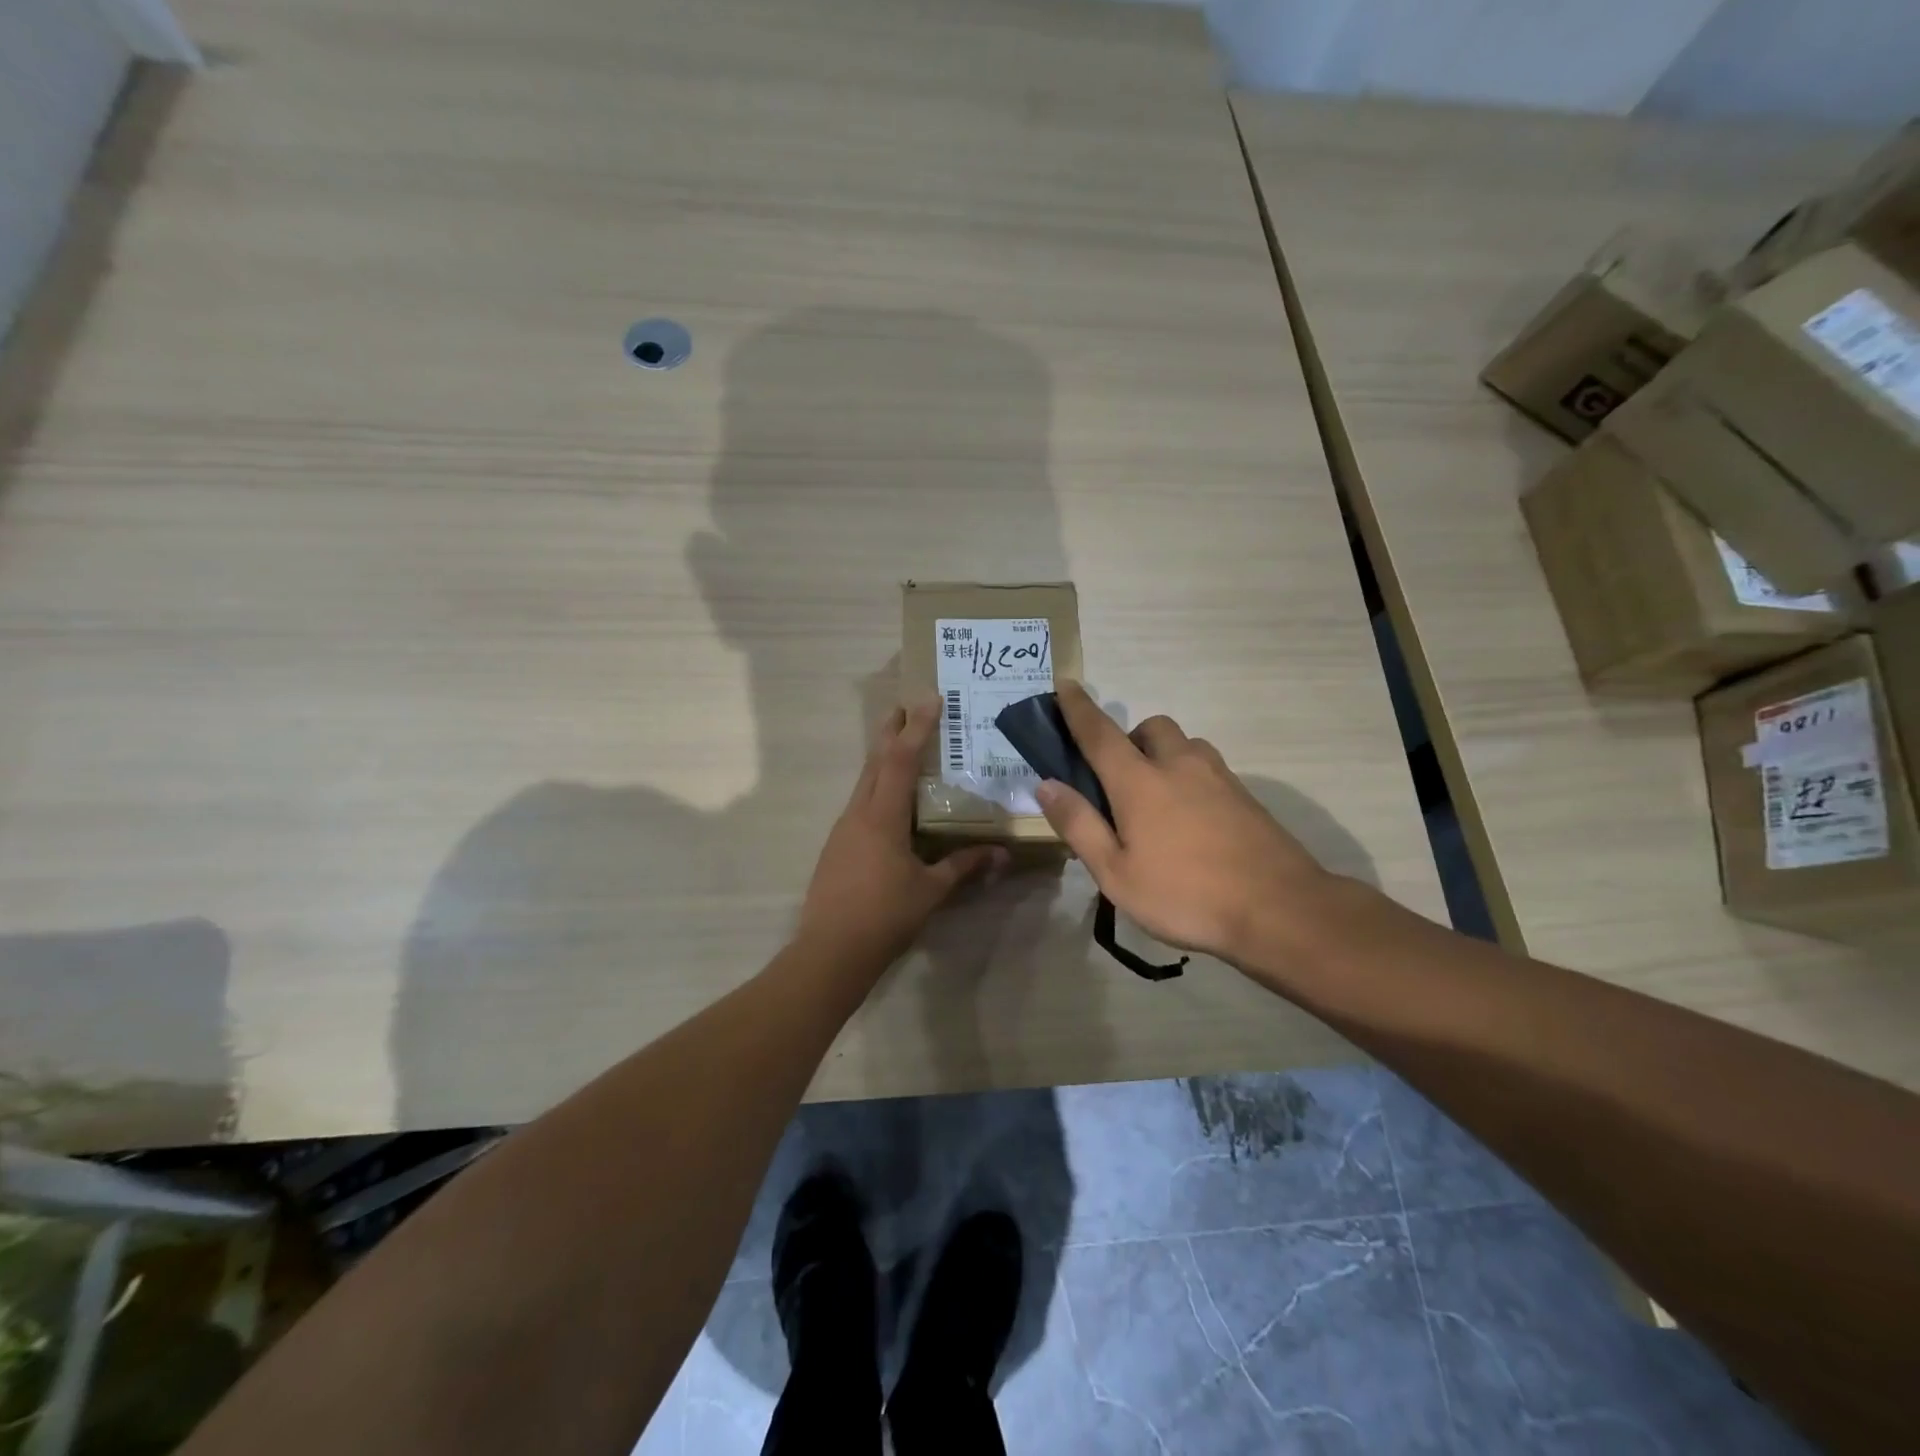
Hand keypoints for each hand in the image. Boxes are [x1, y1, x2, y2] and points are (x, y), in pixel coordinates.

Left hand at [798, 698, 1008, 969]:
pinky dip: (877, 788)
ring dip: (882, 759)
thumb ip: (963, 866)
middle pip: (875, 761)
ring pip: (864, 782)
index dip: (916, 728)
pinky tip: (889, 803)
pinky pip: (860, 804)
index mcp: (882, 816)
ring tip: (901, 747)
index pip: (900, 760)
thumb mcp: (931, 890)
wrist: (830, 951)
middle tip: (906, 706)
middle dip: (891, 731)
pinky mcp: (837, 846)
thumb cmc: (884, 915)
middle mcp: (858, 813)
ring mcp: (843, 829)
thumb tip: (1000, 854)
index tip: (928, 699)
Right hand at [1034, 682, 1332, 964]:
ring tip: (1156, 800)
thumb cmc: (1185, 895)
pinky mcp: (1246, 796)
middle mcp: (1179, 765)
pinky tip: (1191, 820)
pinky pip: (1208, 768)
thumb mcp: (1115, 873)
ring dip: (1163, 755)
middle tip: (1118, 778)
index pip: (1099, 732)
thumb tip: (1046, 785)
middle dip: (1129, 738)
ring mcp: (1218, 777)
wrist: (1280, 909)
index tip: (1065, 685)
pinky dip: (1189, 777)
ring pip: (1184, 745)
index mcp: (1139, 781)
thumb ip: (1079, 825)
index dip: (1077, 707)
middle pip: (1150, 728)